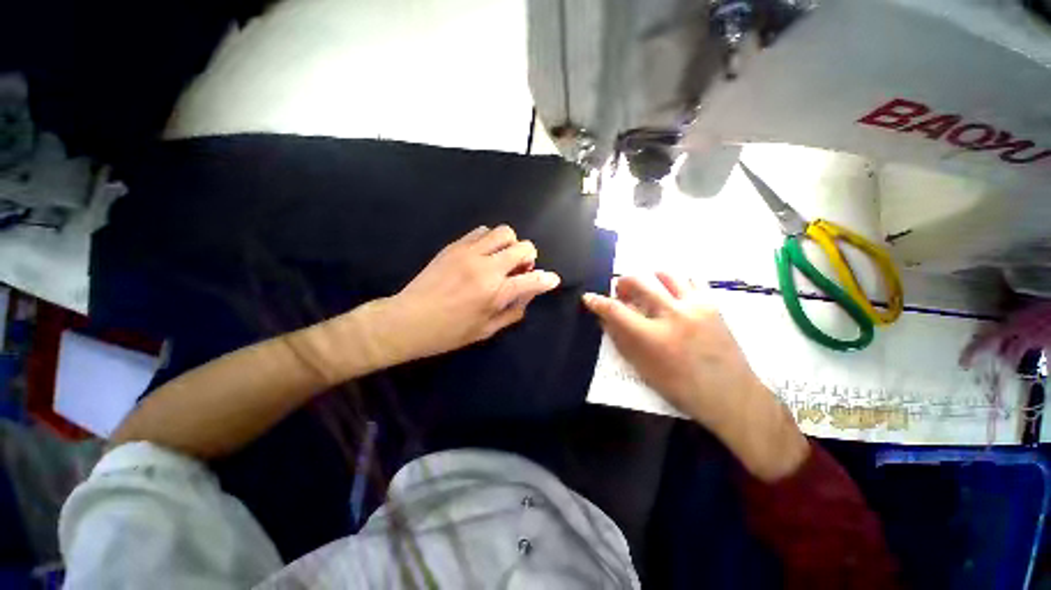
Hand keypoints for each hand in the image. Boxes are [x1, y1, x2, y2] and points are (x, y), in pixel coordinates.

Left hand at [362, 225, 560, 366]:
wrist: (407, 320)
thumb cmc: (449, 332)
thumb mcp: (486, 331)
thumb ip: (512, 312)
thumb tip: (527, 296)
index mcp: (495, 292)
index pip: (532, 280)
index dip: (547, 279)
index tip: (552, 279)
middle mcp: (486, 267)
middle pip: (523, 247)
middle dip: (530, 258)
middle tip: (520, 270)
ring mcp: (469, 252)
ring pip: (504, 232)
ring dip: (511, 245)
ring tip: (502, 259)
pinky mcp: (454, 246)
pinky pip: (481, 231)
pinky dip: (490, 240)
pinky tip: (483, 254)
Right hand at [583, 273, 808, 480]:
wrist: (730, 394)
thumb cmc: (680, 387)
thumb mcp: (643, 368)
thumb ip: (622, 340)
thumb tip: (605, 319)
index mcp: (653, 337)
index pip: (616, 310)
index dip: (598, 302)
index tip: (588, 297)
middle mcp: (673, 315)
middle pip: (639, 282)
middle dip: (622, 283)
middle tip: (620, 292)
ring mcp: (696, 306)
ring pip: (665, 274)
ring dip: (649, 278)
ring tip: (647, 290)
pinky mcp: (713, 304)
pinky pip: (691, 279)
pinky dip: (675, 282)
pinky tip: (672, 293)